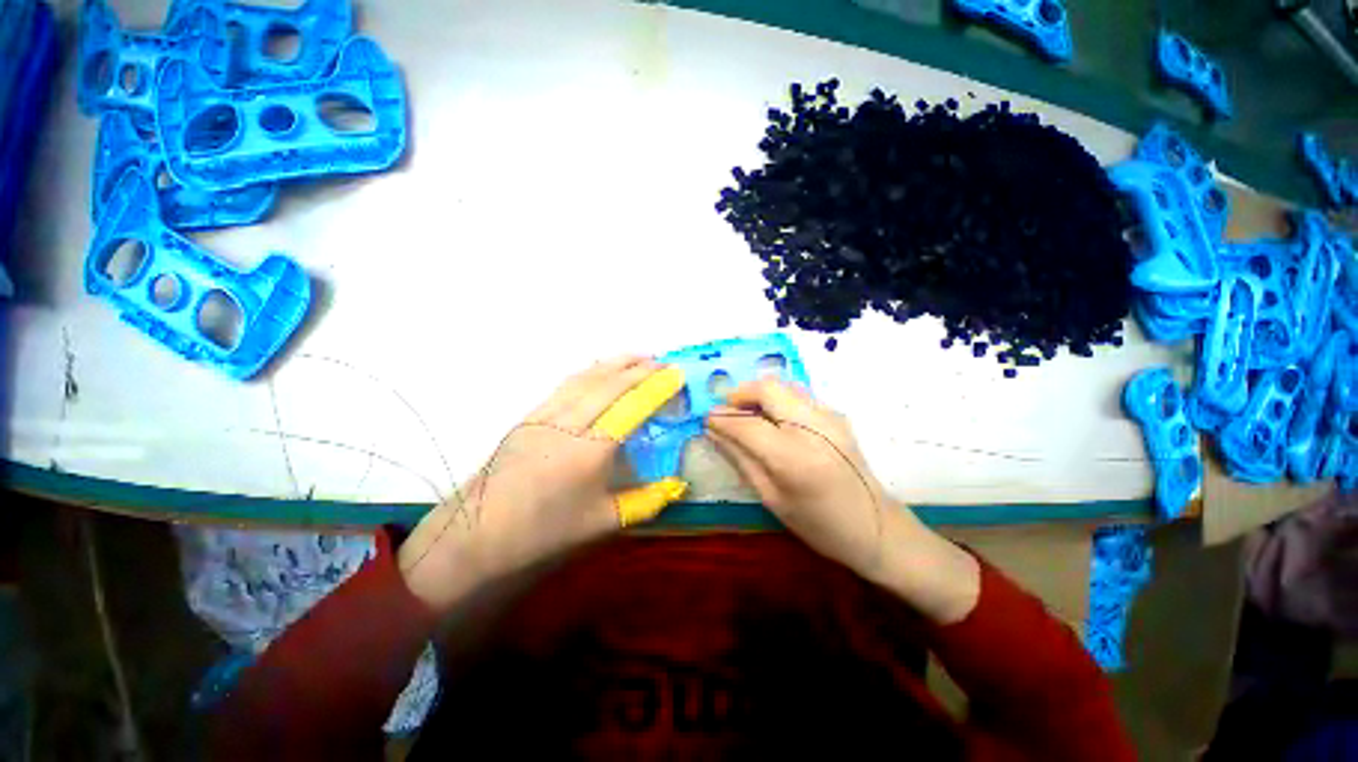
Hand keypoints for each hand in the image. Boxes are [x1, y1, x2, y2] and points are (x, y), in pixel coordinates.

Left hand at [399, 356, 687, 612]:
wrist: (478, 534)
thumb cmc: (545, 531)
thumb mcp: (603, 522)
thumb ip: (646, 501)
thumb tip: (677, 485)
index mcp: (592, 449)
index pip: (633, 405)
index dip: (657, 387)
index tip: (676, 375)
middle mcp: (570, 423)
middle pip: (611, 384)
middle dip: (640, 368)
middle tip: (663, 363)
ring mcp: (546, 415)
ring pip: (586, 378)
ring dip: (615, 363)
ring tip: (637, 356)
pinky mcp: (530, 416)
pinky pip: (566, 385)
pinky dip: (590, 372)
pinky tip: (599, 371)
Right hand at [705, 379, 979, 623]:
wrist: (876, 527)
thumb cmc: (818, 524)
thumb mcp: (771, 498)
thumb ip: (741, 459)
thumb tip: (714, 432)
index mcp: (793, 457)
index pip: (746, 424)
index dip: (722, 418)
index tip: (707, 419)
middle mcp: (813, 427)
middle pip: (767, 389)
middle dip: (740, 394)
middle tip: (727, 411)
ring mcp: (829, 416)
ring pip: (784, 385)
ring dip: (759, 393)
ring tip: (748, 414)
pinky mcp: (837, 415)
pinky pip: (799, 394)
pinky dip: (778, 399)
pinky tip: (774, 420)